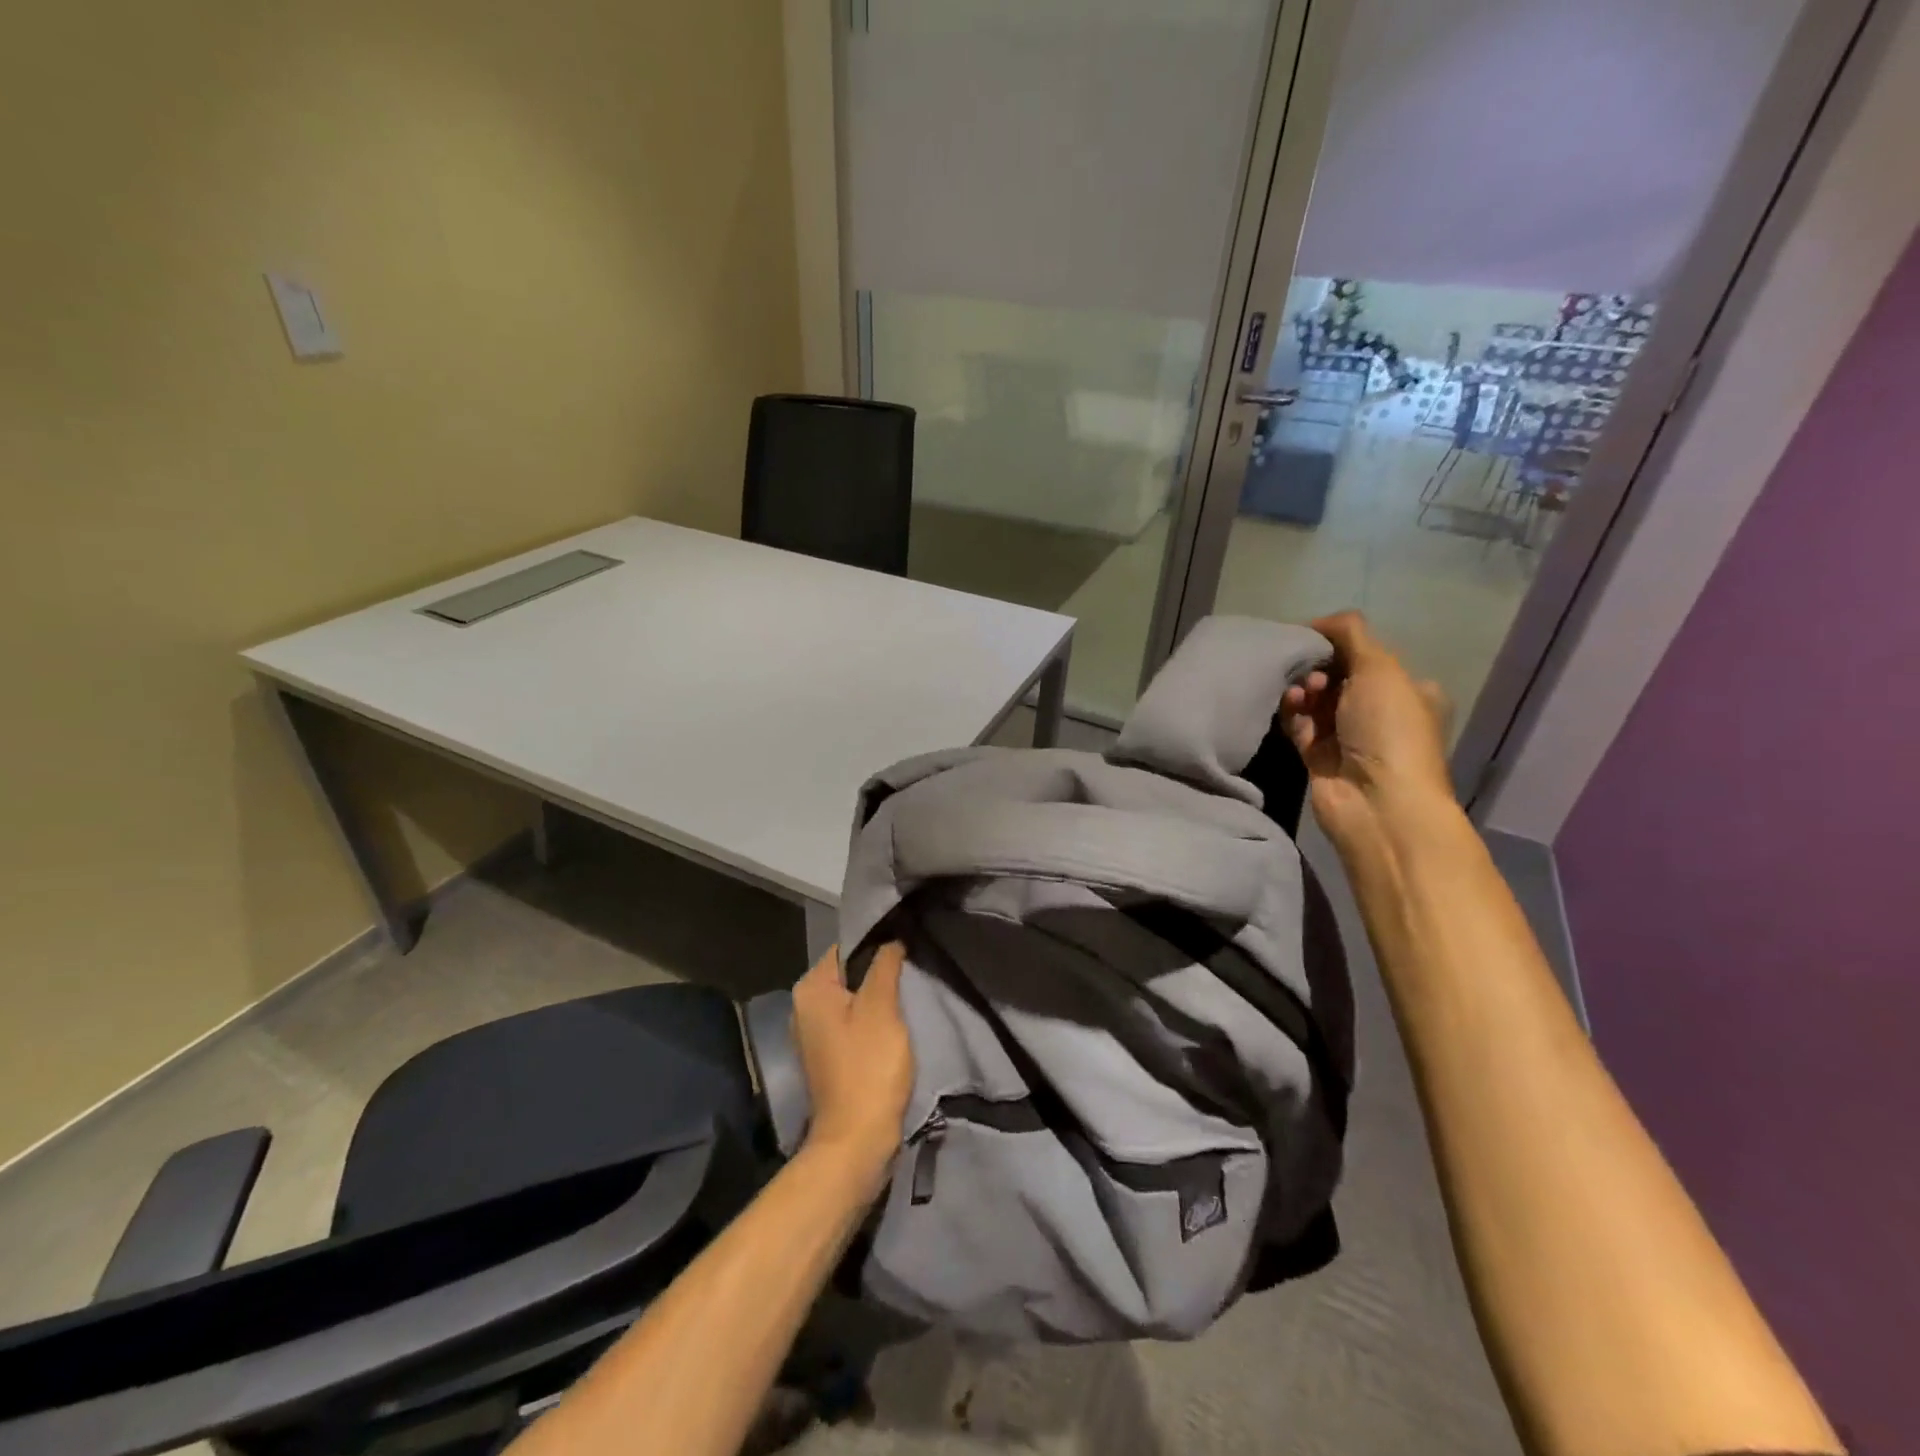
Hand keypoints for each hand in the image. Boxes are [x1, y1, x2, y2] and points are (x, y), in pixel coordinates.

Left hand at [791, 943, 913, 1186]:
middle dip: (878, 971)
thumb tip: (890, 940)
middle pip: (848, 973)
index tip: (906, 946)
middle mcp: (804, 1006)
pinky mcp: (827, 1056)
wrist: (856, 1140)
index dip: (876, 944)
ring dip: (878, 998)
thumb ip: (885, 966)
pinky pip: (852, 1023)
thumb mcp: (881, 1008)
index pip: (845, 947)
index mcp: (810, 989)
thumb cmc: (868, 1067)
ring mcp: (814, 1034)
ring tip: (908, 995)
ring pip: (852, 999)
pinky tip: (895, 1025)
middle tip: (912, 971)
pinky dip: (872, 1020)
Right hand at [1281, 611, 1453, 855]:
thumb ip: (1350, 634)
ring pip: (1315, 700)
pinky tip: (1289, 704)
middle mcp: (1379, 712)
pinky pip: (1299, 725)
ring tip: (1299, 690)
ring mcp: (1348, 736)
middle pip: (1337, 676)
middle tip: (1309, 670)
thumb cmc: (1389, 729)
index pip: (1366, 655)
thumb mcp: (1381, 668)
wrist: (1377, 801)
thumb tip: (1319, 621)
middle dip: (1318, 667)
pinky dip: (1292, 713)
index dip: (1338, 643)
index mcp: (1407, 690)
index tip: (1312, 636)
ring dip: (1303, 689)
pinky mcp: (1319, 756)